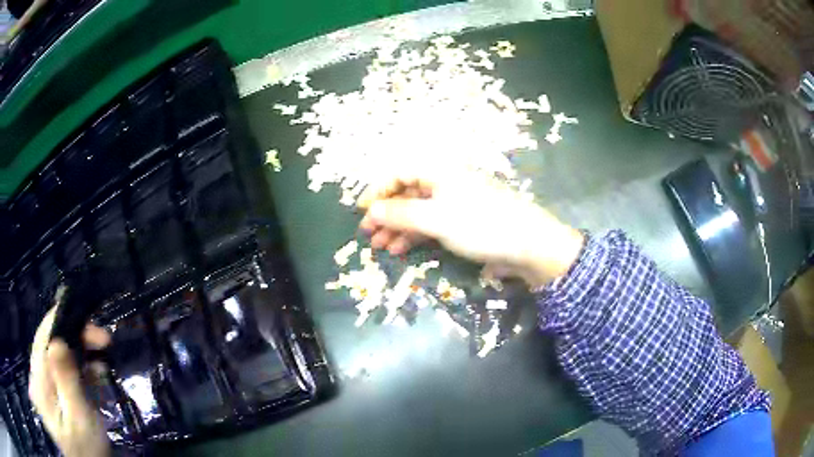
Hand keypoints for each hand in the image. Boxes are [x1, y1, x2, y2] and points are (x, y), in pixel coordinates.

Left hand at [29, 306, 110, 456]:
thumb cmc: (83, 452)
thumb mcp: (79, 422)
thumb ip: (66, 382)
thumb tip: (58, 340)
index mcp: (39, 376)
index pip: (45, 332)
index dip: (67, 320)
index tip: (95, 330)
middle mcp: (37, 371)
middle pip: (51, 341)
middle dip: (77, 339)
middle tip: (105, 345)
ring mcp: (42, 383)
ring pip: (57, 356)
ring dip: (79, 355)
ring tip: (101, 365)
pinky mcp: (50, 393)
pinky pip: (60, 372)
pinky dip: (76, 371)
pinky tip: (92, 379)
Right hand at [358, 169, 584, 288]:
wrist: (529, 245)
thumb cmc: (481, 225)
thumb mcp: (437, 220)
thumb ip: (401, 214)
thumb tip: (371, 211)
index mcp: (439, 172)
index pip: (399, 173)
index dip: (377, 191)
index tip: (360, 211)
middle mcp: (445, 182)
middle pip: (407, 193)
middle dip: (386, 214)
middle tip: (368, 235)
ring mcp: (455, 203)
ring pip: (418, 211)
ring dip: (397, 228)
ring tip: (382, 247)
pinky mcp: (463, 222)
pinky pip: (431, 224)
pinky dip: (415, 236)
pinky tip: (402, 250)